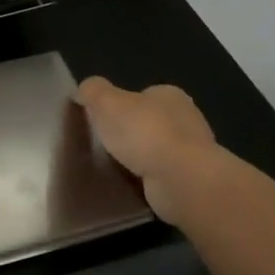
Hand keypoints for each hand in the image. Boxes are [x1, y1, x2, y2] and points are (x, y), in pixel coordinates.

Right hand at [75, 76, 223, 222]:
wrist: (181, 180)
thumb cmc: (144, 133)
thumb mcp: (106, 103)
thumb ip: (92, 91)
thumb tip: (83, 90)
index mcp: (169, 95)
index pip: (140, 95)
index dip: (118, 106)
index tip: (100, 121)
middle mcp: (186, 118)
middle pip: (148, 121)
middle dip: (128, 133)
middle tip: (102, 145)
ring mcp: (191, 150)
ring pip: (155, 149)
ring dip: (138, 157)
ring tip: (111, 167)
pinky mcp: (190, 178)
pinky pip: (160, 173)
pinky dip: (146, 178)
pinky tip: (130, 184)